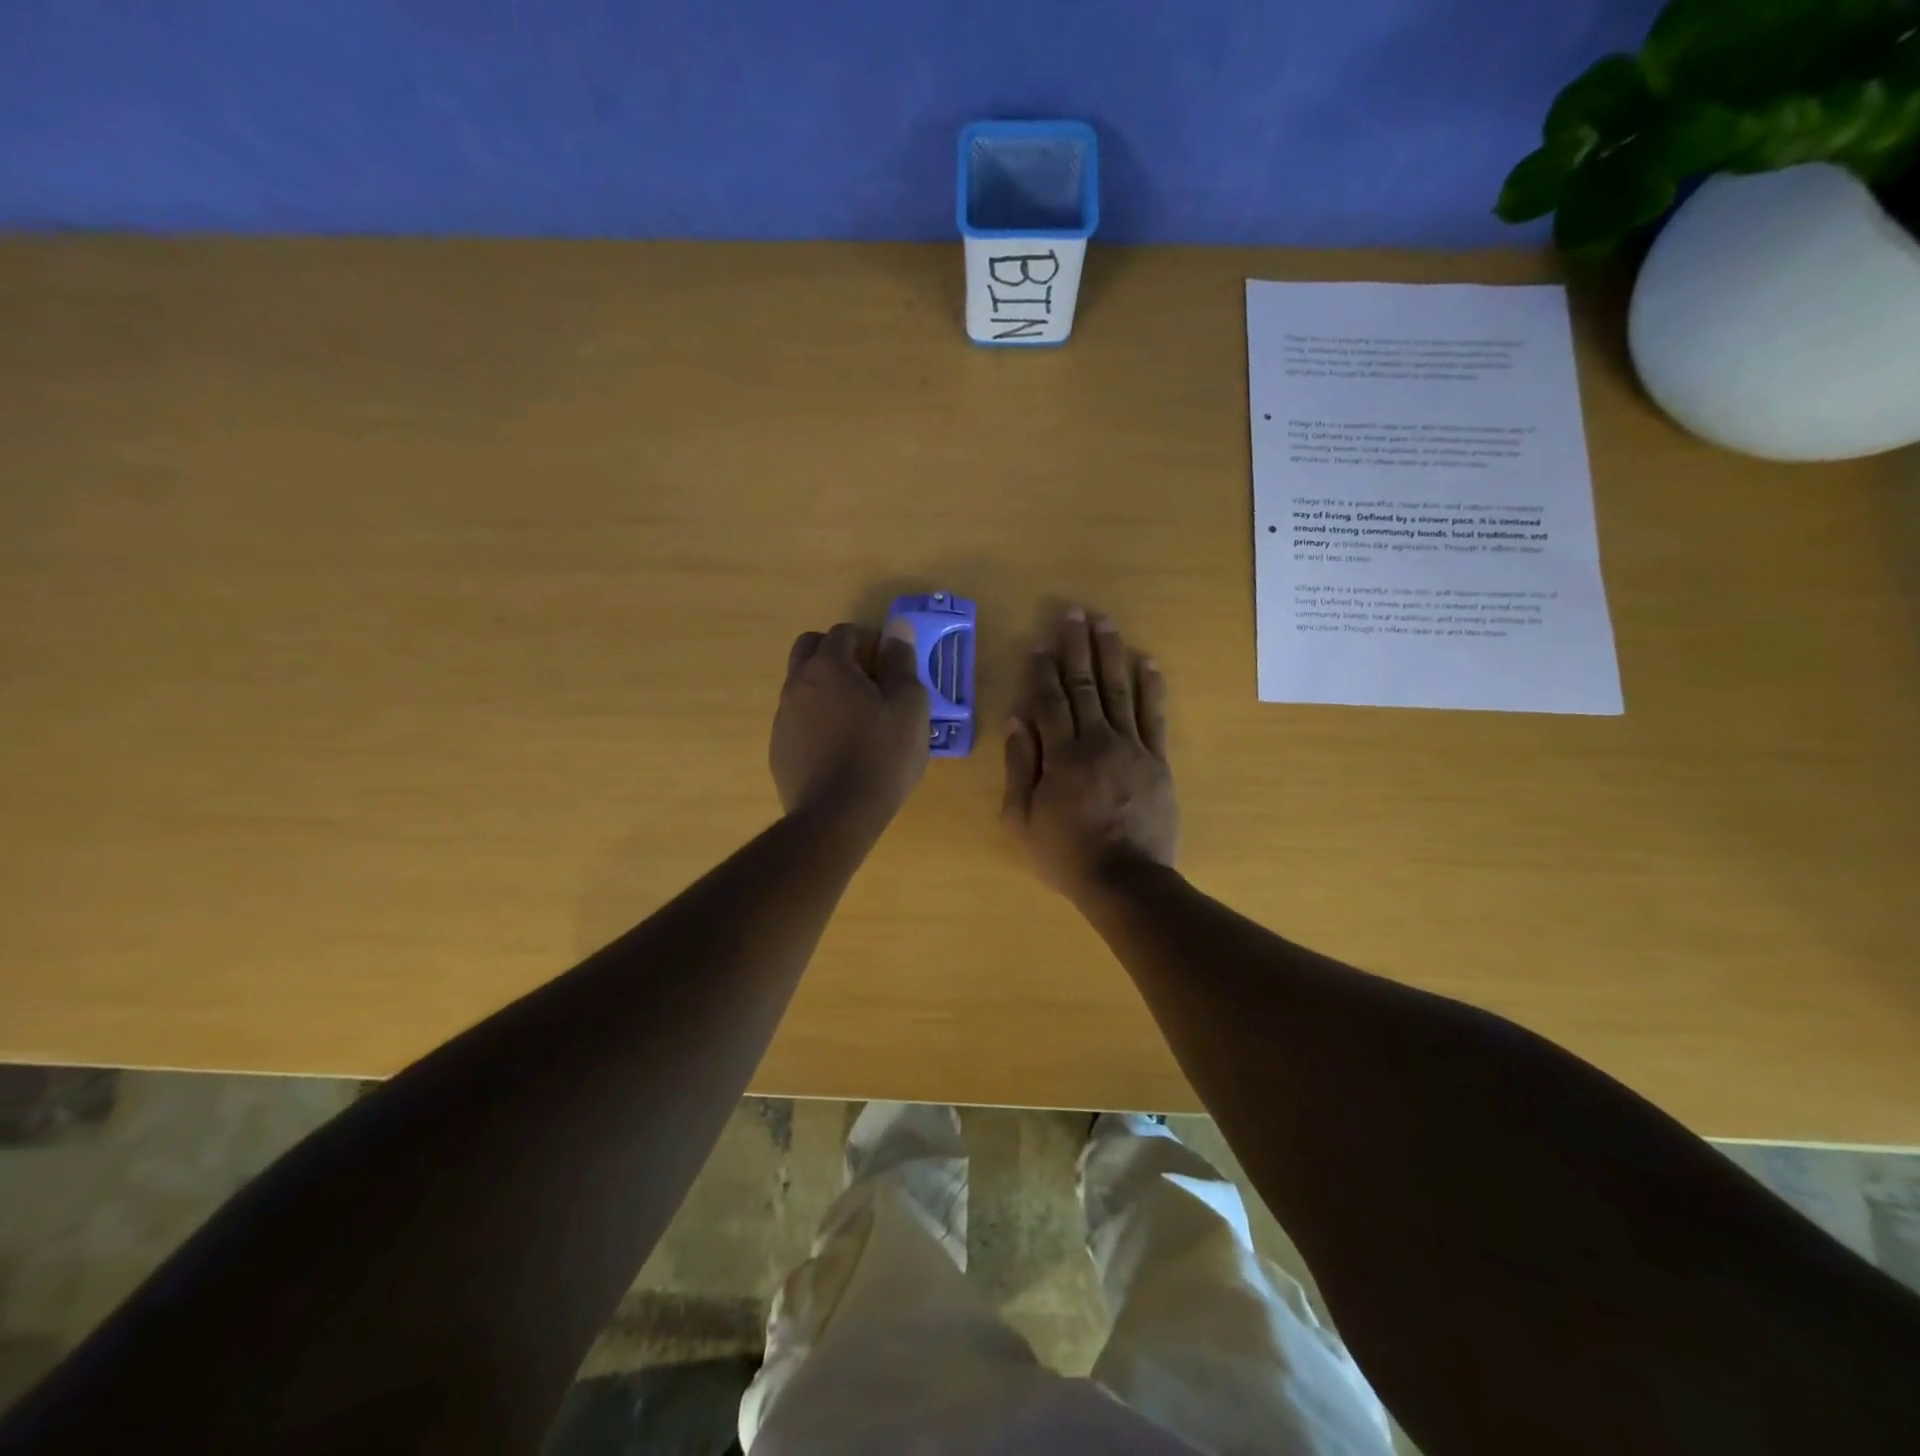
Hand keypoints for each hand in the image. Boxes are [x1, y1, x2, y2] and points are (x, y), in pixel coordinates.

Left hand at [772, 621, 929, 831]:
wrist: (837, 817)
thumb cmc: (881, 756)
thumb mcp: (909, 707)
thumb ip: (902, 664)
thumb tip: (897, 630)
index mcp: (828, 668)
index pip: (843, 632)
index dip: (869, 640)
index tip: (889, 664)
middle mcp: (797, 684)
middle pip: (810, 648)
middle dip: (838, 653)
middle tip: (868, 680)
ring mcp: (782, 718)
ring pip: (801, 684)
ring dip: (825, 687)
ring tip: (856, 718)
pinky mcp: (778, 749)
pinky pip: (797, 719)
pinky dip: (816, 719)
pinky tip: (838, 748)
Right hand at [1002, 609, 1177, 899]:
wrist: (1126, 881)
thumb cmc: (1066, 855)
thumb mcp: (1022, 820)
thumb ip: (1019, 767)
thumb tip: (1016, 720)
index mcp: (1061, 755)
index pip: (1049, 701)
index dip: (1042, 670)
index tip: (1040, 643)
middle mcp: (1096, 740)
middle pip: (1084, 685)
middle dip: (1077, 647)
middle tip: (1074, 613)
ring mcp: (1132, 748)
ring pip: (1120, 691)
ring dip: (1112, 654)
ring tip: (1106, 624)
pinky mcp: (1158, 761)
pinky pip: (1155, 717)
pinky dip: (1152, 687)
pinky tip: (1148, 661)